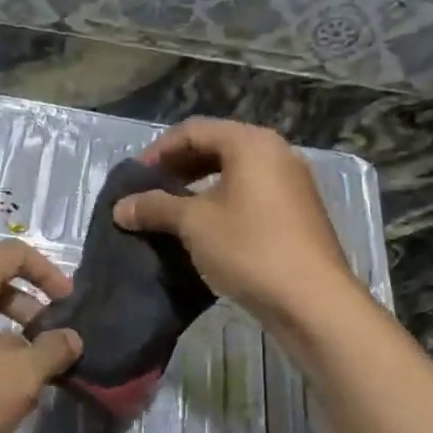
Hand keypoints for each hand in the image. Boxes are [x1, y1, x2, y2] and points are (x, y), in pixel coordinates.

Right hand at [113, 118, 358, 329]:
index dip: (158, 150)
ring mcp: (292, 183)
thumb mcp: (194, 224)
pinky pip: (251, 194)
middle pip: (217, 146)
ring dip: (199, 187)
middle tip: (150, 191)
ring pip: (235, 172)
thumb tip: (120, 208)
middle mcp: (276, 153)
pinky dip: (223, 202)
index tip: (134, 177)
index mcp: (251, 143)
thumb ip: (155, 207)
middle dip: (179, 167)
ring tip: (172, 211)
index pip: (194, 131)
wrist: (313, 301)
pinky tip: (205, 229)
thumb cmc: (250, 248)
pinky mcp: (298, 212)